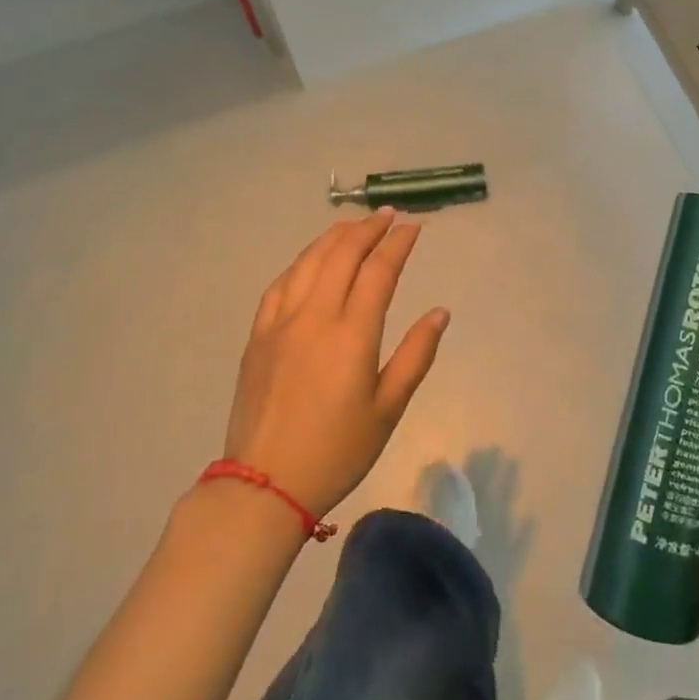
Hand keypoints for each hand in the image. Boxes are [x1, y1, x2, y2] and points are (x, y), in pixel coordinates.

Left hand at [223, 210, 449, 518]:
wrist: (265, 484)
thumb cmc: (337, 450)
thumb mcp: (388, 409)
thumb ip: (416, 355)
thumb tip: (440, 313)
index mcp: (352, 335)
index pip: (378, 271)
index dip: (398, 244)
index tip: (414, 227)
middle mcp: (314, 316)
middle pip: (342, 254)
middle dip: (368, 229)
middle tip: (388, 216)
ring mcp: (281, 322)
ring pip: (309, 261)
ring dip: (334, 237)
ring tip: (354, 225)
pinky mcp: (258, 335)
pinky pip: (281, 283)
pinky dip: (302, 261)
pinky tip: (311, 259)